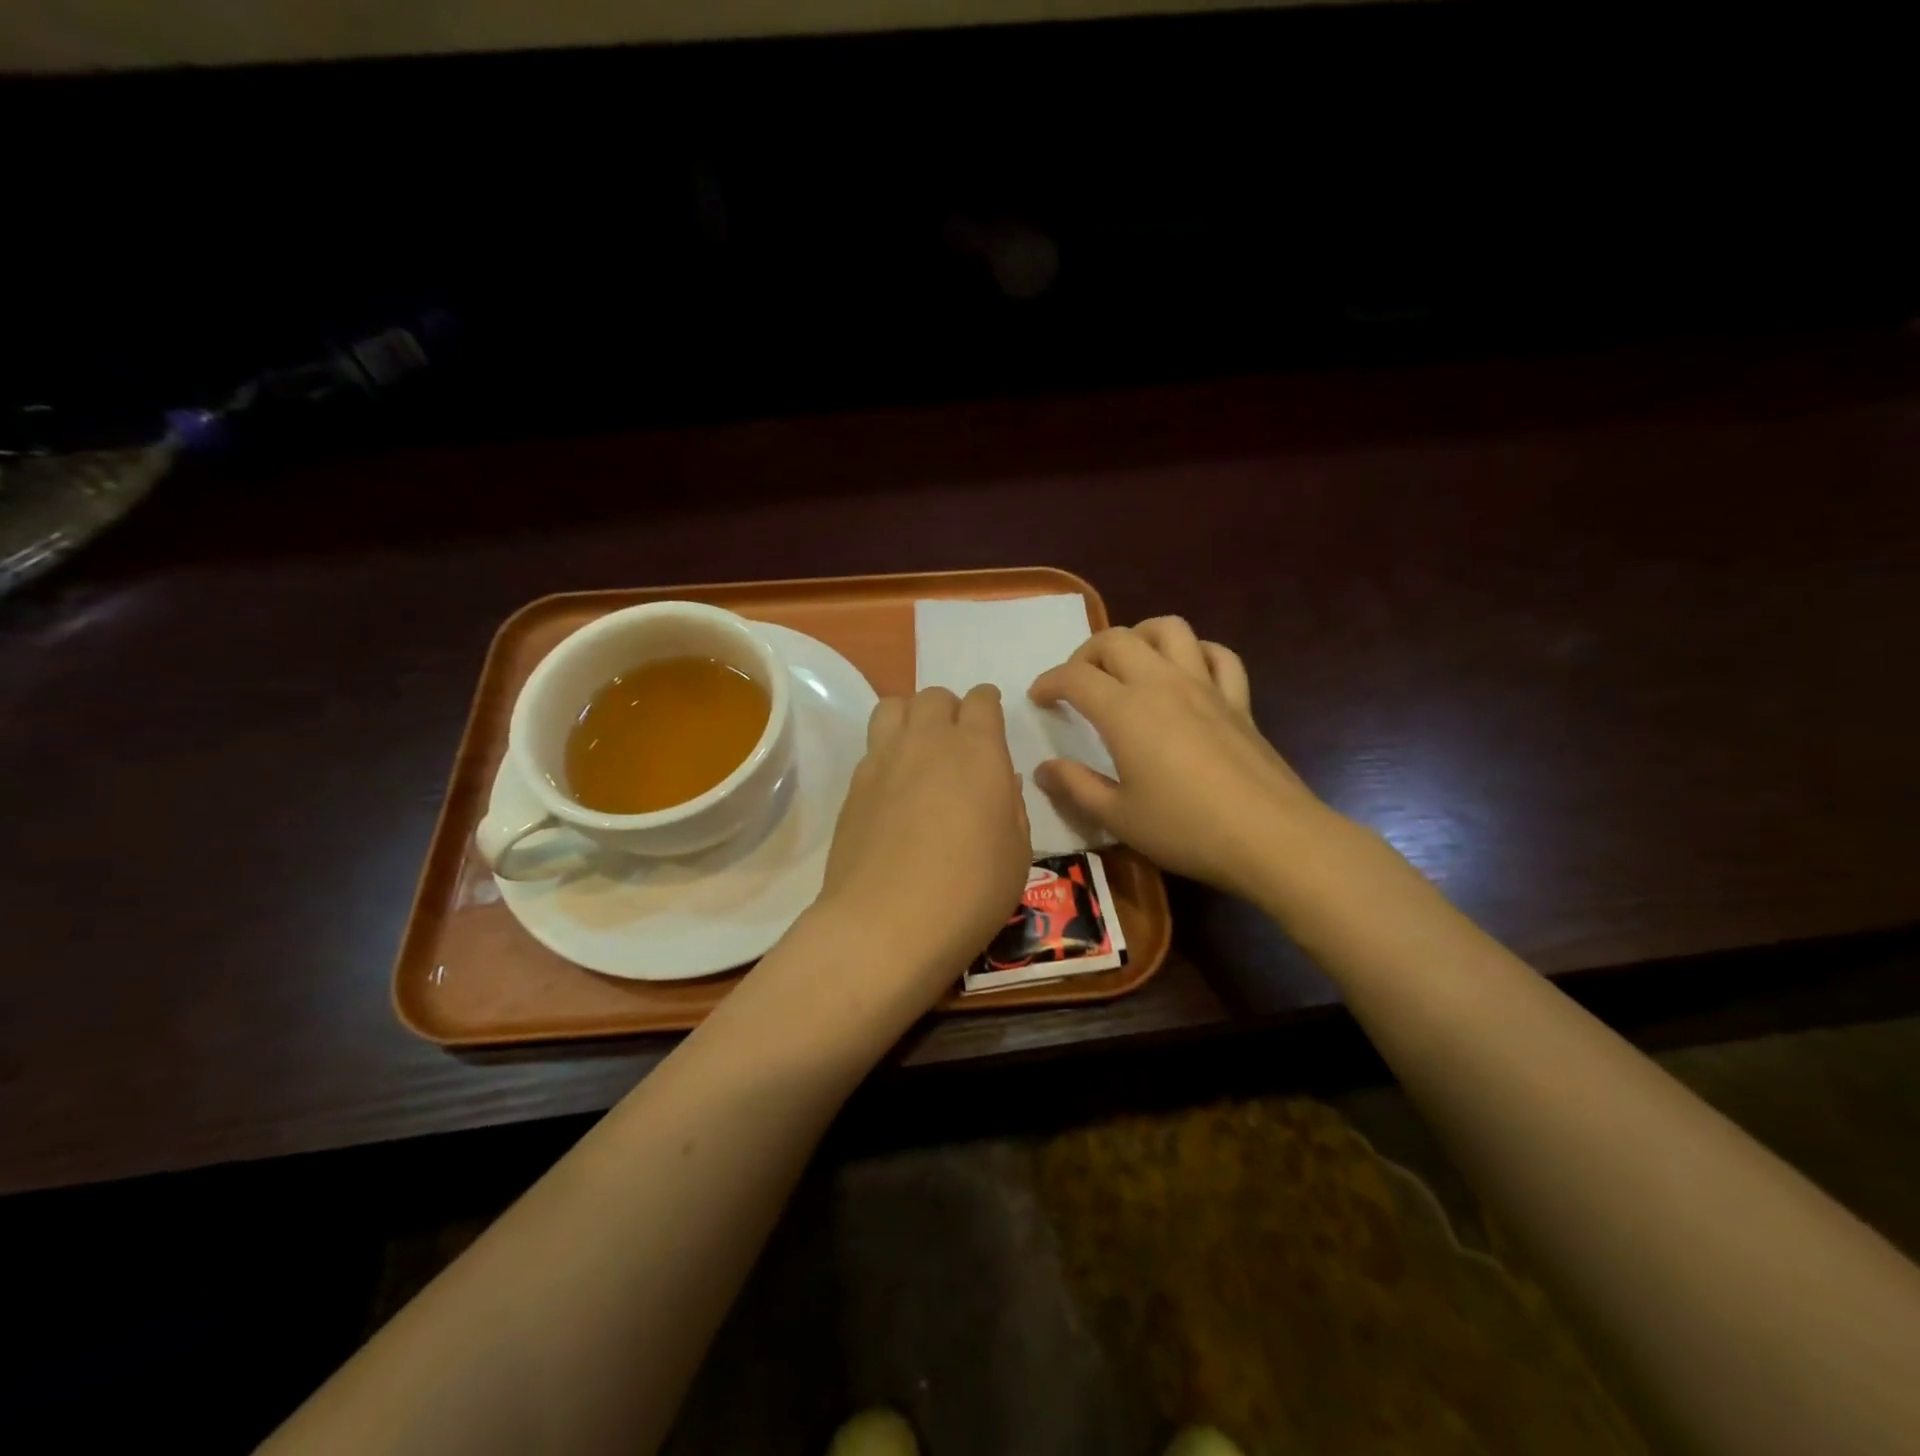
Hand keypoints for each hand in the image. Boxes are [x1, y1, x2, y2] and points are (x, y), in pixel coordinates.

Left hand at [814, 684, 1031, 1007]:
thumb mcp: (1016, 853)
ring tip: (919, 750)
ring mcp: (883, 759)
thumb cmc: (969, 892)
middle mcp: (928, 741)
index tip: (992, 721)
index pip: (982, 699)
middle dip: (950, 710)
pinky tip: (894, 788)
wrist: (885, 924)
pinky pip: (872, 747)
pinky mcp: (853, 785)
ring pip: (894, 706)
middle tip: (958, 744)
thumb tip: (1000, 781)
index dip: (989, 705)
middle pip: (935, 696)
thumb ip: (1011, 806)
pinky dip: (887, 752)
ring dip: (911, 717)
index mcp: (977, 750)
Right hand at [1029, 617, 1327, 899]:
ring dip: (1141, 635)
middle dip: (1087, 653)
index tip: (1038, 699)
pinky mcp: (1239, 700)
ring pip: (1170, 629)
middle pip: (1117, 639)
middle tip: (1077, 683)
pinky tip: (1188, 673)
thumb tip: (1043, 770)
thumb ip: (1076, 787)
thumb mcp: (1118, 817)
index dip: (1049, 682)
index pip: (1075, 677)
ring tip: (1129, 664)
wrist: (1271, 838)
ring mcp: (1205, 686)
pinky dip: (1197, 653)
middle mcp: (1162, 684)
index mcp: (1125, 711)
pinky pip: (1218, 655)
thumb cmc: (1186, 829)